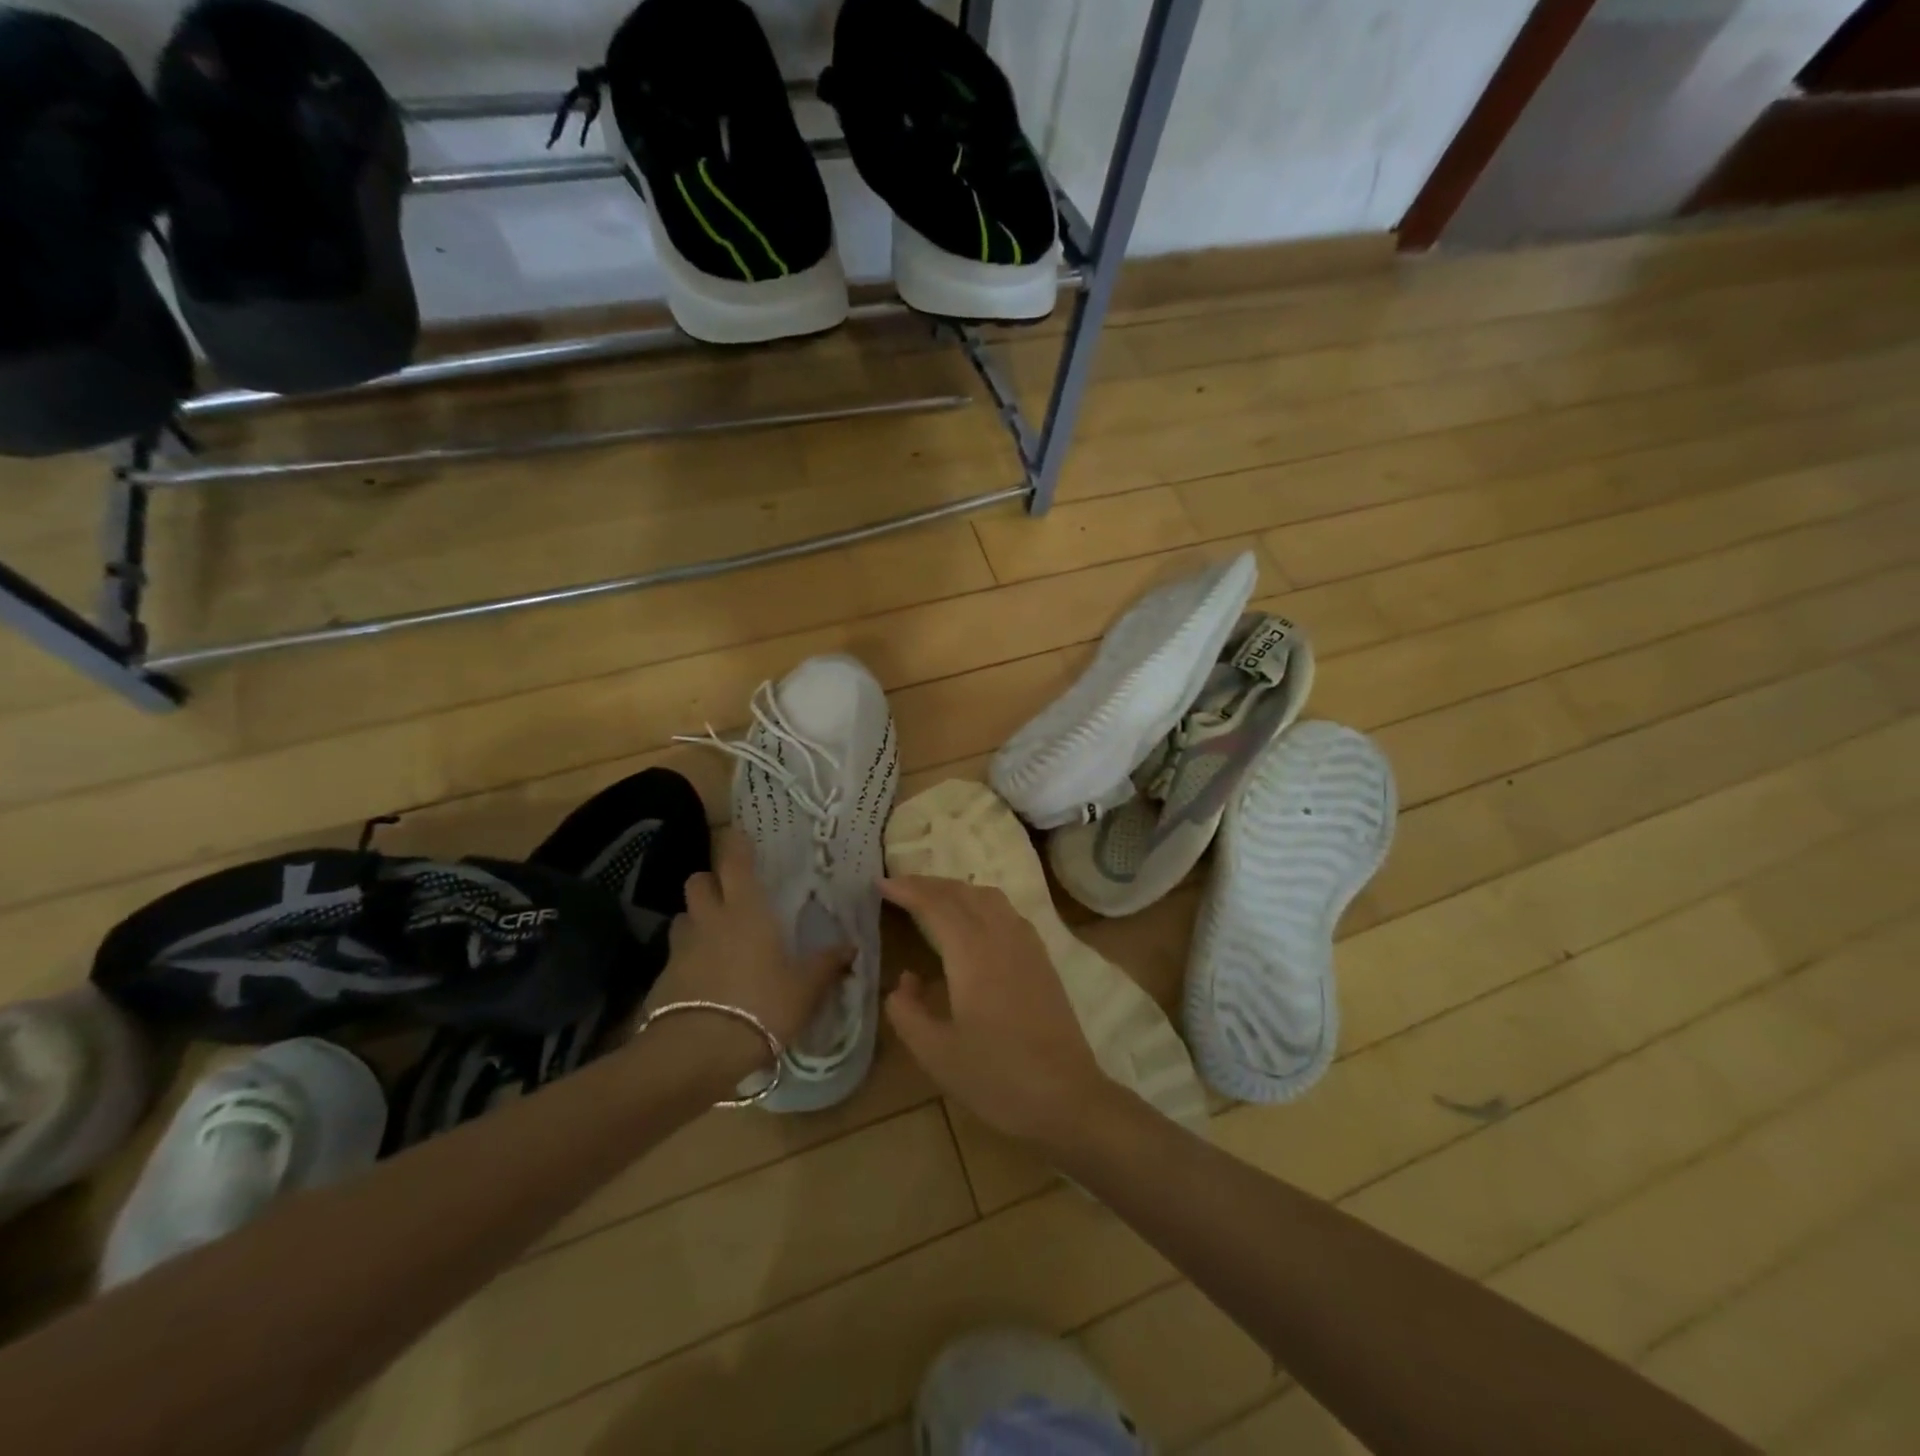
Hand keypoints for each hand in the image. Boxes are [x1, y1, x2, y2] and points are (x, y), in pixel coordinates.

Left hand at [643, 829, 850, 1080]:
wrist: (698, 1051)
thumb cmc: (762, 1007)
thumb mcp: (805, 989)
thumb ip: (827, 964)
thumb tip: (851, 947)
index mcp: (746, 911)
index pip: (735, 862)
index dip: (736, 845)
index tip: (740, 835)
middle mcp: (710, 919)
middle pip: (698, 881)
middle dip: (710, 881)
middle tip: (728, 895)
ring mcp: (681, 947)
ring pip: (683, 916)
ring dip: (696, 919)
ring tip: (713, 937)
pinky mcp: (662, 977)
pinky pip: (674, 954)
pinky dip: (687, 957)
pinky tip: (701, 978)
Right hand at [881, 875, 1113, 1147]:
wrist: (1066, 1096)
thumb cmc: (997, 1077)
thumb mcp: (937, 1054)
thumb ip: (908, 1013)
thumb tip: (903, 981)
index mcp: (973, 953)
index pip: (936, 905)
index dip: (907, 890)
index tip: (880, 883)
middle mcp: (1001, 936)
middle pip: (962, 893)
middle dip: (928, 883)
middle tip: (899, 885)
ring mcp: (1027, 945)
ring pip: (988, 897)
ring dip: (956, 889)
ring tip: (932, 898)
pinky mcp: (1042, 958)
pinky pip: (1007, 912)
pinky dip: (981, 902)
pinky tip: (974, 922)